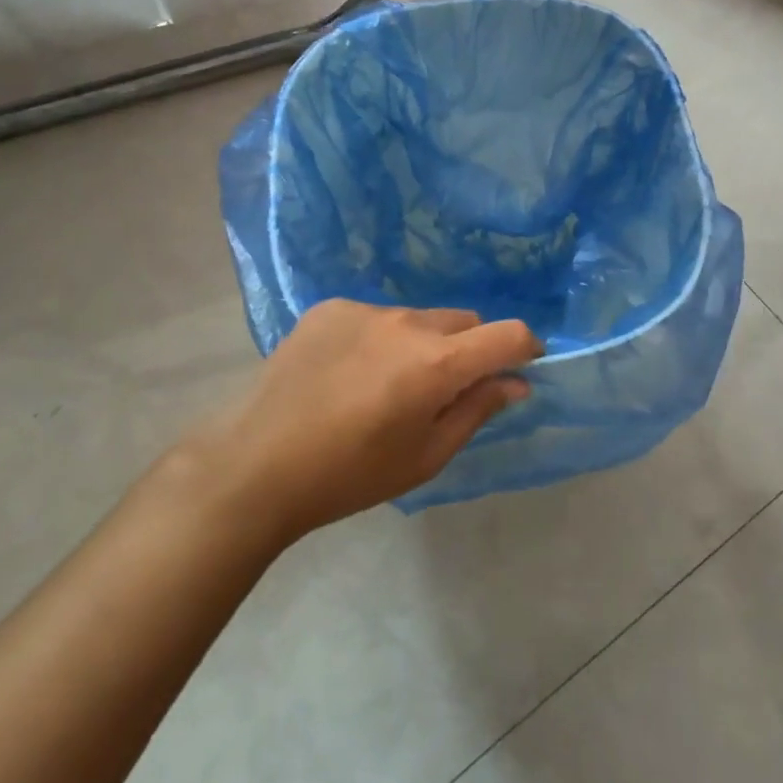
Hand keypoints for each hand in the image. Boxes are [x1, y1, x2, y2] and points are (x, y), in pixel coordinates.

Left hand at [193, 300, 542, 541]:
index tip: (520, 369)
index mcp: (436, 363)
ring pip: (418, 319)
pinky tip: (346, 374)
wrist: (256, 464)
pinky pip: (375, 317)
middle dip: (469, 350)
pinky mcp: (329, 307)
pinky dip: (378, 339)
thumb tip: (515, 383)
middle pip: (463, 322)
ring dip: (421, 344)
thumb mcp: (425, 456)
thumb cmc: (350, 474)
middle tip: (443, 392)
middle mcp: (407, 322)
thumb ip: (476, 411)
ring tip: (384, 387)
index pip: (508, 334)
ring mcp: (365, 309)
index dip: (525, 348)